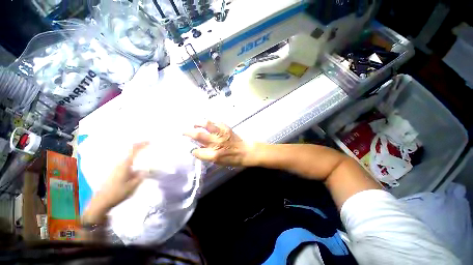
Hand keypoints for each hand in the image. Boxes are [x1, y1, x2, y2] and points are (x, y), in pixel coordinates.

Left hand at [82, 142, 148, 223]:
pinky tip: (137, 164)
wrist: (101, 201)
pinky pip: (126, 162)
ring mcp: (116, 167)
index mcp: (124, 165)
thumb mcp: (132, 186)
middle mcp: (119, 164)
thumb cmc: (117, 193)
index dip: (141, 144)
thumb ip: (141, 176)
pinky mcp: (115, 172)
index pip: (133, 151)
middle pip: (129, 151)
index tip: (150, 141)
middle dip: (139, 146)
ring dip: (135, 152)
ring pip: (128, 156)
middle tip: (148, 145)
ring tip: (144, 153)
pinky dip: (133, 159)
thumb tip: (147, 169)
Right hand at [184, 121, 255, 166]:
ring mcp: (221, 134)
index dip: (194, 151)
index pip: (197, 152)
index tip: (193, 150)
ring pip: (206, 125)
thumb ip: (207, 156)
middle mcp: (216, 143)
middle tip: (183, 132)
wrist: (246, 151)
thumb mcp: (219, 163)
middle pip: (198, 135)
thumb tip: (198, 150)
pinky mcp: (226, 128)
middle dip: (188, 133)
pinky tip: (207, 122)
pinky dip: (210, 121)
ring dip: (198, 123)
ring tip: (195, 124)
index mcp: (214, 154)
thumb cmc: (233, 159)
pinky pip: (216, 122)